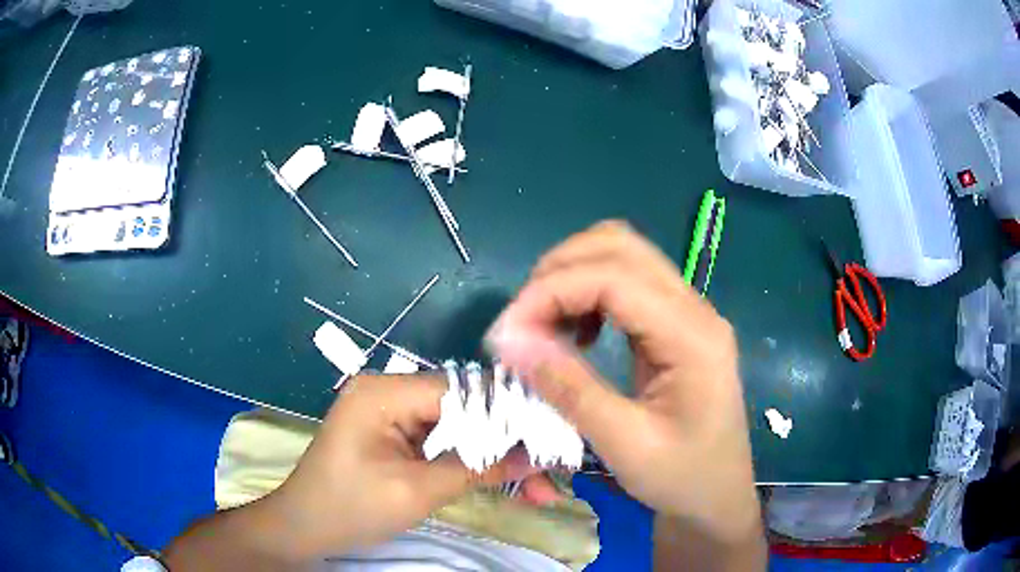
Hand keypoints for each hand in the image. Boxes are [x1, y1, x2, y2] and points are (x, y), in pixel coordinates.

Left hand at [264, 374, 549, 558]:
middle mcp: (389, 391)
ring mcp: (392, 414)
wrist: (303, 528)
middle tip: (552, 470)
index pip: (461, 390)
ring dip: (496, 457)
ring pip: (460, 428)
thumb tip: (536, 454)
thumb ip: (476, 468)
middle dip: (509, 442)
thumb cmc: (349, 508)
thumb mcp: (416, 491)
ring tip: (539, 486)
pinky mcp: (396, 435)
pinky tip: (506, 481)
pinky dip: (473, 463)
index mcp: (384, 391)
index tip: (554, 435)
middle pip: (465, 409)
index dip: (509, 412)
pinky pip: (444, 442)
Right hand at [486, 222, 762, 547]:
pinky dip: (588, 295)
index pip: (614, 276)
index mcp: (693, 336)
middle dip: (558, 272)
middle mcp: (695, 308)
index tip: (506, 331)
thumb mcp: (624, 443)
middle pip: (619, 246)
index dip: (551, 291)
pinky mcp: (676, 325)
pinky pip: (626, 285)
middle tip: (522, 324)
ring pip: (621, 257)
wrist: (718, 497)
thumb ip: (568, 387)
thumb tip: (508, 339)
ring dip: (572, 278)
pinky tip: (577, 335)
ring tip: (543, 327)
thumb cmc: (681, 479)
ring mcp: (688, 313)